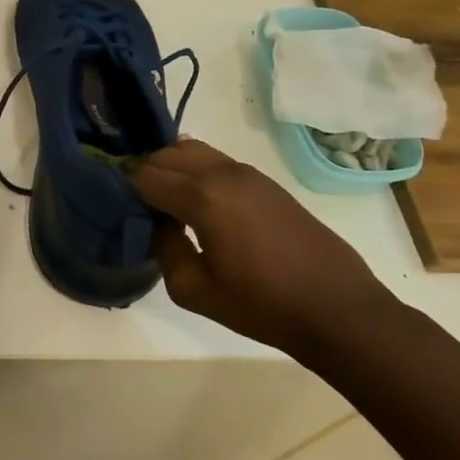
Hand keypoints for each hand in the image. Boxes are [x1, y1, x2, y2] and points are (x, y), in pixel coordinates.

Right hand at [131, 139, 394, 356]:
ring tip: (167, 202)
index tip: (122, 211)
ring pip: (192, 150)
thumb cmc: (263, 305)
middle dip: (147, 174)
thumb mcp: (195, 291)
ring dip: (172, 168)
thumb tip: (159, 226)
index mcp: (203, 197)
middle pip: (166, 155)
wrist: (337, 309)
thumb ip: (165, 250)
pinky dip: (196, 171)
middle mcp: (223, 173)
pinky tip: (198, 203)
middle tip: (140, 206)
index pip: (146, 176)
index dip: (127, 191)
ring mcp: (248, 172)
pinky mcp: (265, 181)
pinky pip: (216, 161)